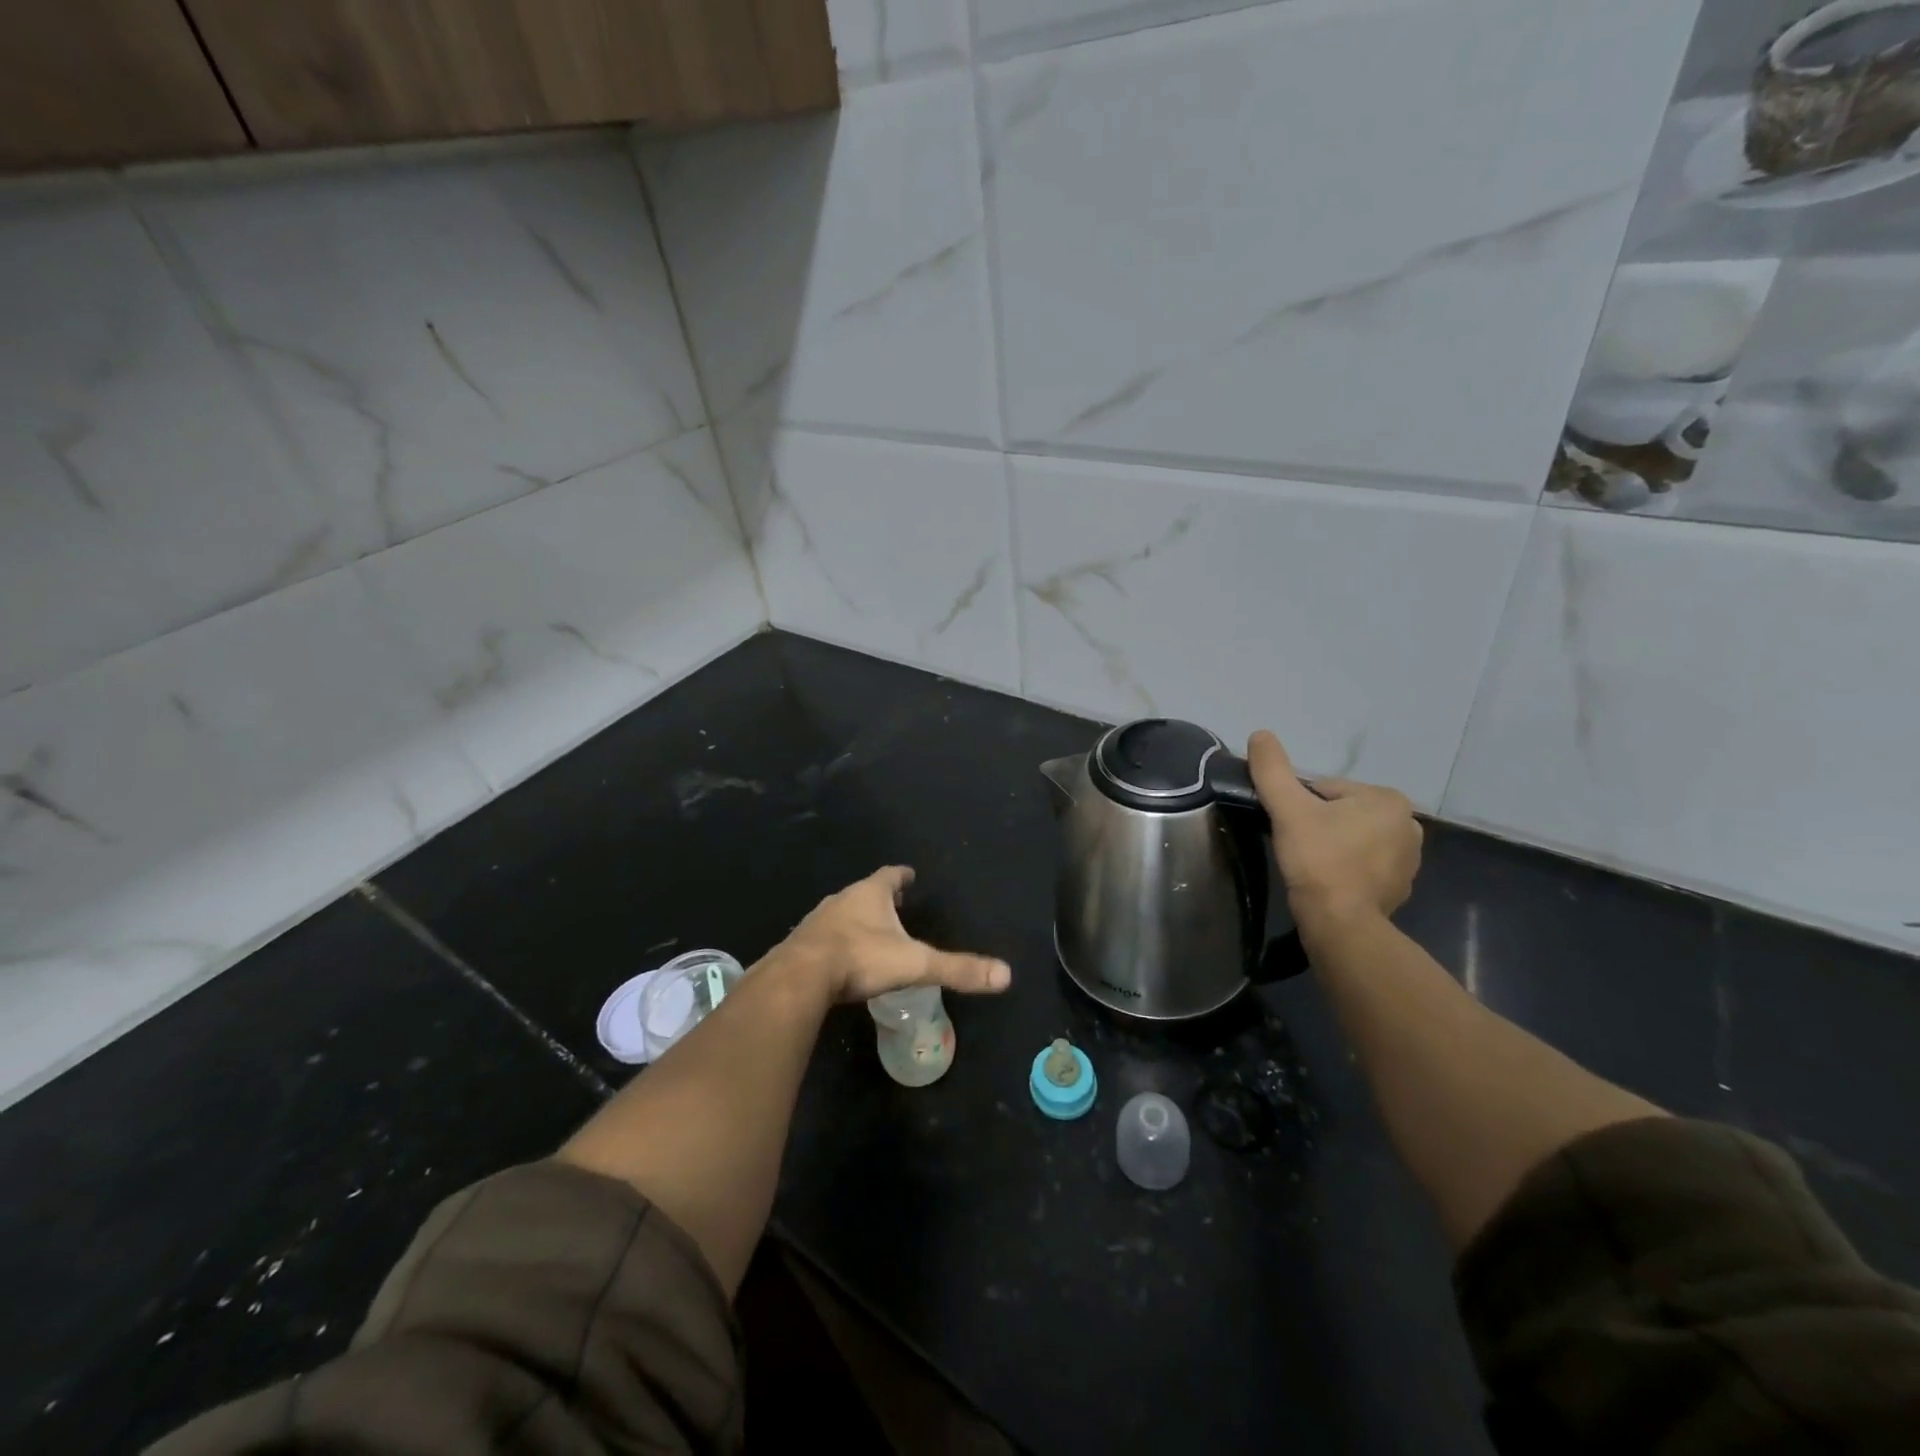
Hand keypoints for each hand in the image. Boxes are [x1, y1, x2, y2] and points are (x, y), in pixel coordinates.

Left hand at [770, 866, 1011, 1004]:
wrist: (801, 977)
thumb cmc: (861, 959)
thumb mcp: (915, 964)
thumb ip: (957, 969)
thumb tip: (1006, 975)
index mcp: (870, 894)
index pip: (891, 875)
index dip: (902, 875)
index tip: (910, 875)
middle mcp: (842, 899)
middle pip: (865, 892)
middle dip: (880, 898)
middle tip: (895, 905)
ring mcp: (818, 921)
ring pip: (842, 913)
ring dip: (856, 919)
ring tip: (870, 932)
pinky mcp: (801, 945)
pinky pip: (823, 938)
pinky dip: (836, 942)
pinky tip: (841, 959)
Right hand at [1246, 730, 1422, 938]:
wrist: (1341, 922)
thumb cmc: (1318, 859)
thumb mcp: (1288, 808)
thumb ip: (1272, 769)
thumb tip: (1260, 734)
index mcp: (1388, 799)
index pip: (1328, 790)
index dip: (1301, 807)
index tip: (1292, 828)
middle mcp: (1409, 825)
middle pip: (1343, 813)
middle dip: (1320, 825)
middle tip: (1299, 847)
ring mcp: (1410, 860)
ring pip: (1354, 838)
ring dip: (1333, 846)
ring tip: (1312, 867)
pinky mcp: (1401, 888)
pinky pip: (1365, 865)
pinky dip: (1347, 869)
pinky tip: (1328, 883)